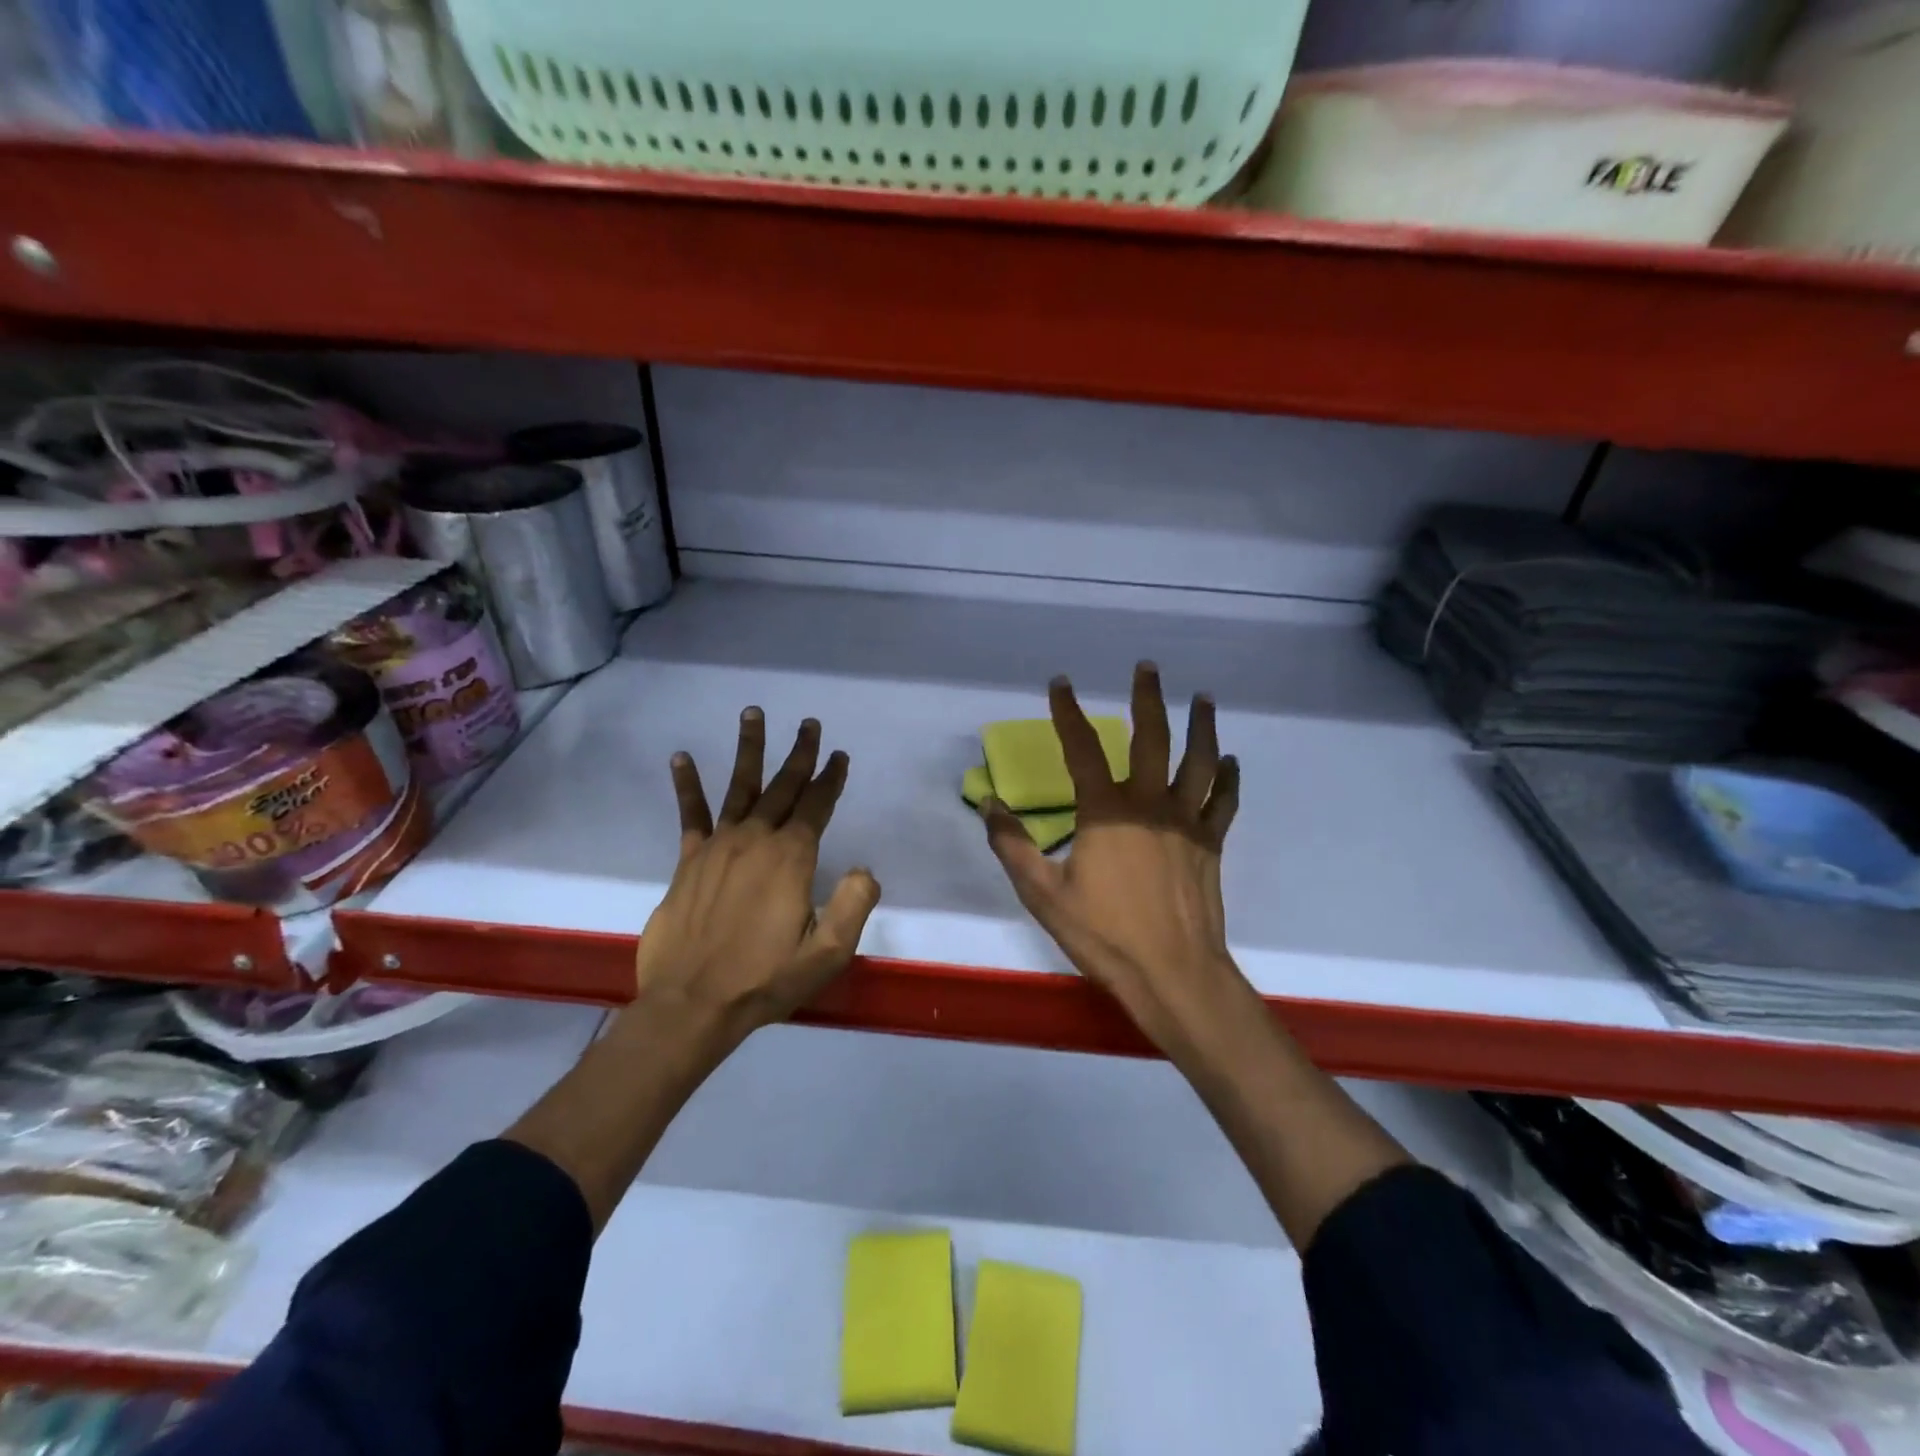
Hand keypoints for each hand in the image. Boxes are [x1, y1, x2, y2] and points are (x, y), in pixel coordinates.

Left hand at [634, 708, 880, 1050]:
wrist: (692, 1005)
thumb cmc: (765, 980)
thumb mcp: (827, 953)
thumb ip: (853, 906)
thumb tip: (865, 869)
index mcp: (792, 858)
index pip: (817, 806)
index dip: (831, 778)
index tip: (839, 756)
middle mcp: (756, 839)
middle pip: (783, 786)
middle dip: (800, 754)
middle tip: (809, 724)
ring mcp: (719, 846)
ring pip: (739, 787)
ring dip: (749, 749)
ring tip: (752, 713)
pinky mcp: (689, 861)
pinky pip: (690, 815)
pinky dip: (687, 785)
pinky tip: (681, 757)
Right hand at [981, 662, 1246, 1056]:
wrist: (1173, 974)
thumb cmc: (1104, 935)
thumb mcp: (1043, 893)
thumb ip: (1012, 846)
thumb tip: (988, 803)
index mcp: (1106, 812)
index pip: (1083, 749)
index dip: (1068, 713)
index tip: (1060, 684)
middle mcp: (1150, 804)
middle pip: (1152, 738)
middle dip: (1147, 698)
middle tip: (1147, 667)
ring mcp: (1187, 822)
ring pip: (1199, 760)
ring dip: (1201, 725)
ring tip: (1202, 697)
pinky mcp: (1211, 844)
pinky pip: (1224, 801)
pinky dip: (1228, 777)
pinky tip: (1230, 760)